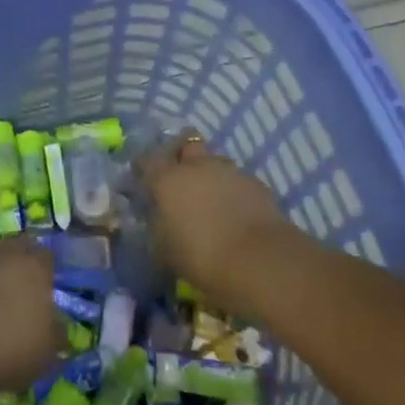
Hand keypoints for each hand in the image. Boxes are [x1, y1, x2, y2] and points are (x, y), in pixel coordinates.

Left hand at [0, 238, 63, 394]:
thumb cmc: (9, 349)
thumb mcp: (47, 352)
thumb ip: (56, 334)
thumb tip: (57, 326)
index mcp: (32, 267)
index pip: (45, 255)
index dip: (47, 268)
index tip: (47, 284)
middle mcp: (1, 255)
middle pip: (15, 247)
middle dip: (20, 261)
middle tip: (21, 285)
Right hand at [136, 136, 297, 311]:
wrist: (261, 261)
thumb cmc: (202, 257)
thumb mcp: (165, 249)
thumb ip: (157, 225)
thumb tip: (157, 216)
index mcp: (167, 179)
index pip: (147, 159)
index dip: (144, 167)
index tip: (144, 180)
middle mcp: (196, 166)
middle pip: (186, 143)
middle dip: (182, 155)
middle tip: (182, 179)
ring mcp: (229, 171)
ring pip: (214, 161)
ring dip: (210, 174)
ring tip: (212, 200)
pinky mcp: (256, 183)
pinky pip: (237, 180)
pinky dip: (233, 191)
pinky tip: (235, 213)